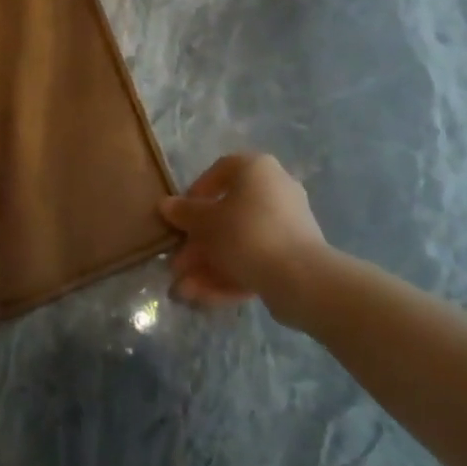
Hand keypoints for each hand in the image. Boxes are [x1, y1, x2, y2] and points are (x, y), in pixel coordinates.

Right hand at [161, 153, 328, 328]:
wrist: (301, 277)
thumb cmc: (247, 234)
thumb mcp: (207, 222)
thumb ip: (185, 213)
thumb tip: (166, 204)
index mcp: (257, 169)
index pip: (222, 170)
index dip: (197, 192)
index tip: (181, 216)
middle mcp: (276, 189)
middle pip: (228, 213)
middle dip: (199, 242)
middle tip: (177, 264)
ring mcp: (287, 223)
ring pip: (240, 241)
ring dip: (209, 264)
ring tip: (184, 289)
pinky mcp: (293, 254)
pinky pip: (256, 258)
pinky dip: (231, 274)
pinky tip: (204, 296)